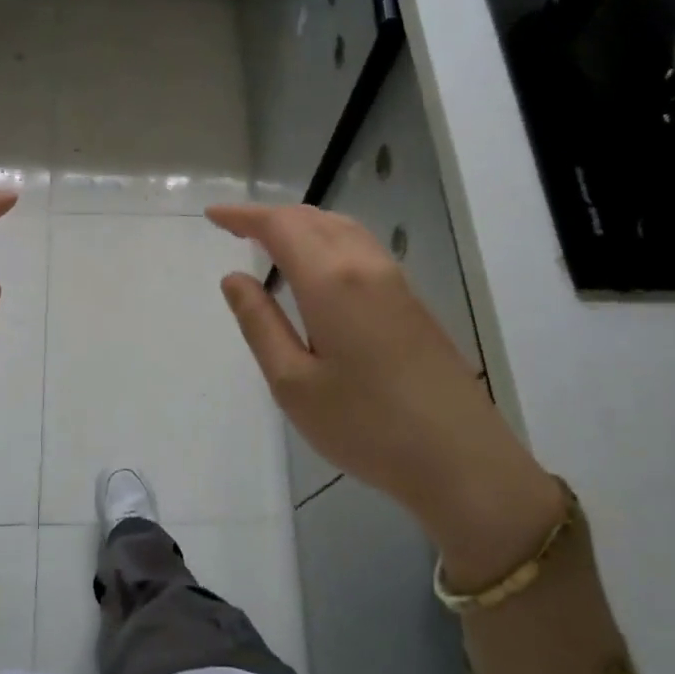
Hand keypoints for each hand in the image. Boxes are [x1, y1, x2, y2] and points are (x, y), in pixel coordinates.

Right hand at [207, 203, 564, 589]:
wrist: (461, 459)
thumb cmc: (365, 426)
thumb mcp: (293, 383)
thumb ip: (260, 324)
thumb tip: (234, 279)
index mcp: (331, 281)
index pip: (281, 226)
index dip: (244, 215)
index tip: (213, 214)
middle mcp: (366, 266)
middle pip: (314, 219)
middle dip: (271, 216)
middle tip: (236, 228)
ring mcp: (396, 282)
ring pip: (343, 229)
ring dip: (303, 224)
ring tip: (272, 241)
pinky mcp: (413, 302)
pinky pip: (362, 249)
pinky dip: (329, 241)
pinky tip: (319, 269)